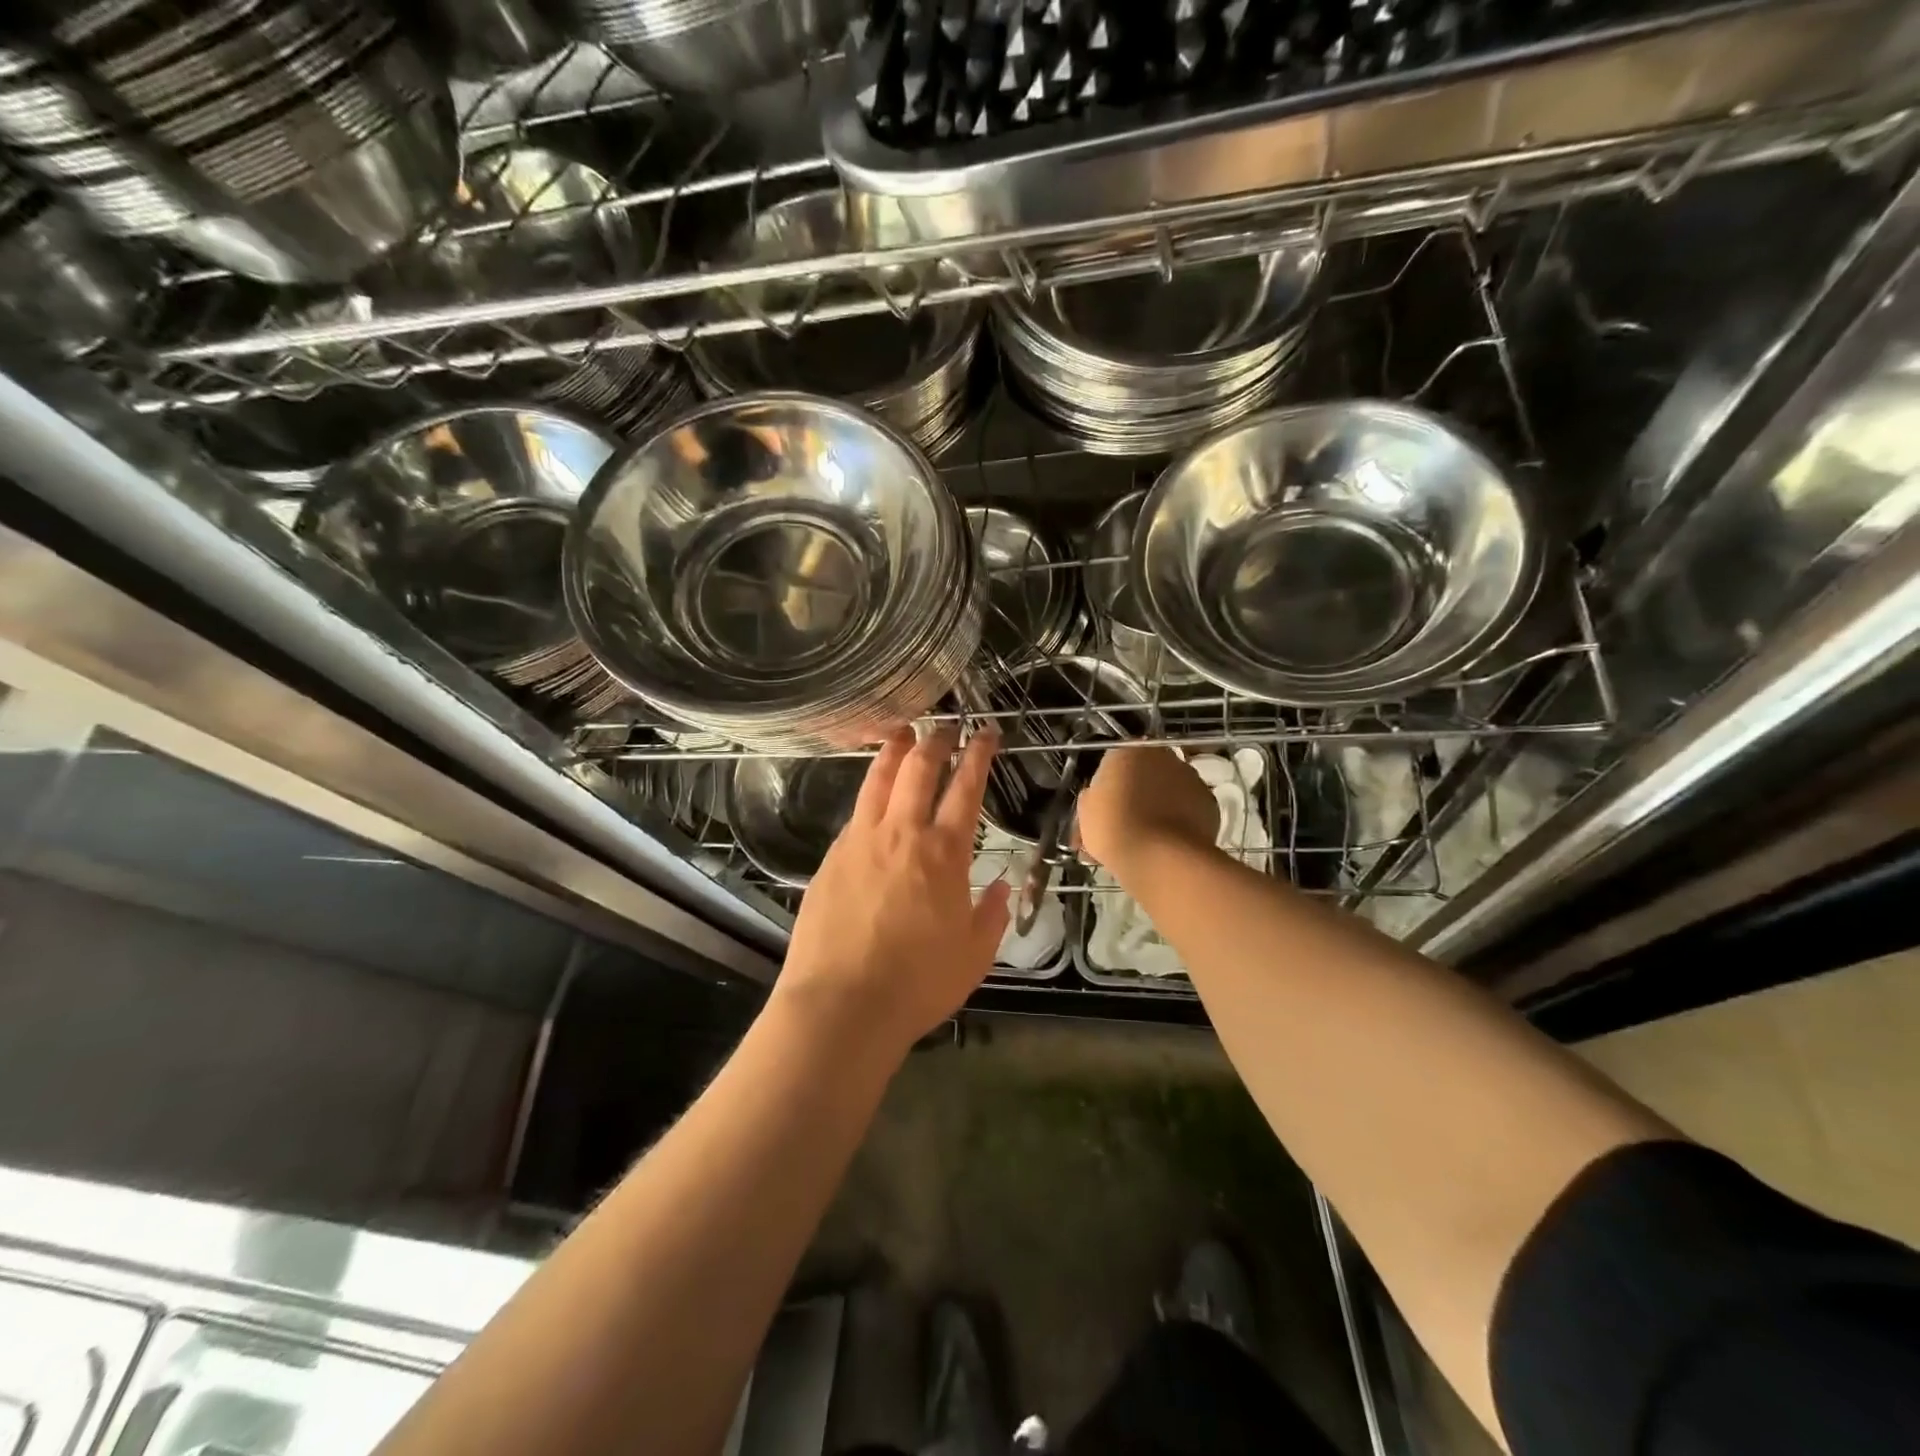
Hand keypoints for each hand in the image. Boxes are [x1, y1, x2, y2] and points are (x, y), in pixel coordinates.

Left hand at [777, 726, 1009, 1055]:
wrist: (841, 1005)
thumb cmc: (918, 983)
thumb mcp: (973, 955)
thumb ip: (992, 915)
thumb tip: (1002, 887)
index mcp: (943, 853)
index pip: (966, 788)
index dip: (978, 755)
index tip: (985, 733)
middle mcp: (901, 834)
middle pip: (918, 769)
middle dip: (935, 740)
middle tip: (944, 726)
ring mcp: (860, 842)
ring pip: (877, 780)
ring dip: (893, 751)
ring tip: (901, 733)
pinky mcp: (831, 858)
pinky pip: (855, 815)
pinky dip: (869, 796)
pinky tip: (872, 800)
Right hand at [1075, 746, 1219, 876]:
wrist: (1159, 857)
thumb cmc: (1114, 829)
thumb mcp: (1086, 812)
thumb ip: (1094, 797)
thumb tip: (1101, 797)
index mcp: (1126, 752)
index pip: (1112, 764)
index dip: (1108, 788)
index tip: (1103, 809)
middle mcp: (1161, 756)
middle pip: (1144, 773)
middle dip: (1136, 793)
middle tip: (1125, 822)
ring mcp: (1189, 777)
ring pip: (1168, 789)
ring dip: (1159, 805)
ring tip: (1149, 837)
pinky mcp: (1209, 802)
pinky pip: (1187, 808)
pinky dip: (1180, 819)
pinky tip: (1169, 842)